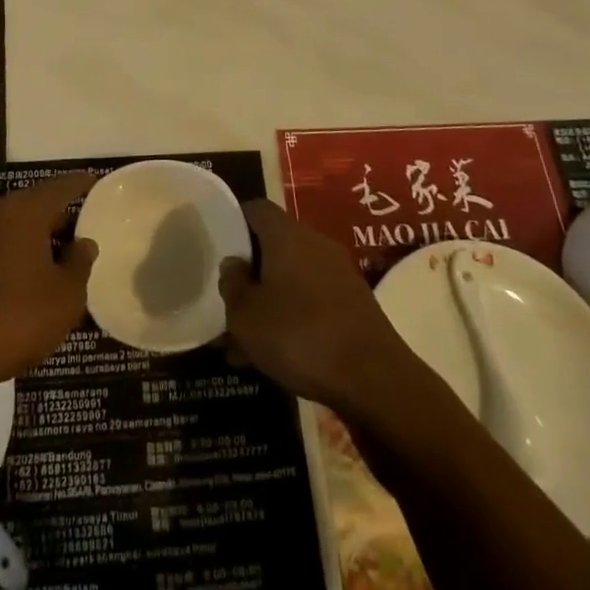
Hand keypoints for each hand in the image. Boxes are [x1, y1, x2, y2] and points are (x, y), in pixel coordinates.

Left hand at [0, 173, 98, 399]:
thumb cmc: (15, 317)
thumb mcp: (65, 297)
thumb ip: (78, 264)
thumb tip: (83, 243)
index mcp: (25, 210)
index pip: (60, 186)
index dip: (80, 183)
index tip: (95, 180)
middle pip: (32, 204)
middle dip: (56, 215)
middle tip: (79, 226)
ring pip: (10, 226)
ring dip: (31, 237)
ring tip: (54, 255)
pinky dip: (11, 253)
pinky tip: (23, 276)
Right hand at [219, 200, 417, 417]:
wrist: (374, 380)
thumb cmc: (299, 335)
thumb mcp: (245, 315)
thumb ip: (231, 284)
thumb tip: (233, 263)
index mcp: (288, 235)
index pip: (256, 210)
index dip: (233, 222)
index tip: (215, 244)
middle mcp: (316, 244)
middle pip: (273, 246)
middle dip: (248, 272)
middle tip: (224, 299)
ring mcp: (339, 274)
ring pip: (291, 279)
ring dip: (267, 301)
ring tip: (241, 340)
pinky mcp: (354, 305)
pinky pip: (311, 301)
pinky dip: (291, 318)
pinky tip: (273, 353)